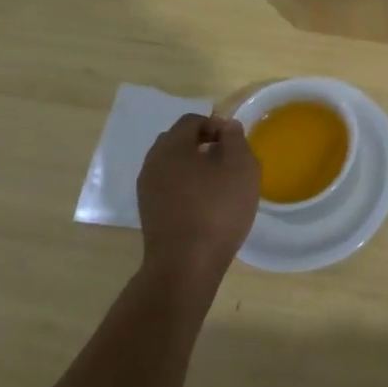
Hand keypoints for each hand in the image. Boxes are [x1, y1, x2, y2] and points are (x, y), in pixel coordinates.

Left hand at [135, 114, 259, 287]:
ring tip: (218, 184)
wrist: (185, 265)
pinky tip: (204, 204)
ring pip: (172, 165)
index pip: (192, 121)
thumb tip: (226, 126)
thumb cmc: (217, 209)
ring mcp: (147, 189)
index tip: (235, 143)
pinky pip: (168, 187)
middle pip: (178, 141)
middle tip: (227, 160)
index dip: (216, 125)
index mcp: (172, 146)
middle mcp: (153, 162)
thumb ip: (235, 139)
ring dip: (194, 167)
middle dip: (202, 143)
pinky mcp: (149, 212)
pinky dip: (185, 187)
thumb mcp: (240, 167)